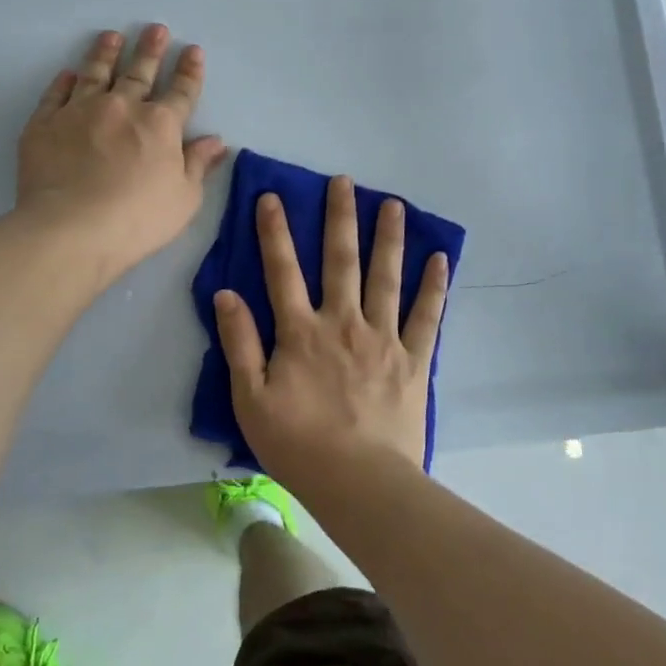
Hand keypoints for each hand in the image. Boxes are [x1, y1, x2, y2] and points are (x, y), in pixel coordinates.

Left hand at [17, 25, 226, 276]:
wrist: (71, 229)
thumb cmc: (137, 219)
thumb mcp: (184, 199)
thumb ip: (198, 165)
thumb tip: (215, 140)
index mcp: (160, 125)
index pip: (181, 91)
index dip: (189, 70)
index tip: (192, 50)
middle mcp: (121, 107)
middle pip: (139, 72)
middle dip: (150, 50)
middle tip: (154, 29)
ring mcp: (80, 111)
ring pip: (96, 73)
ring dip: (106, 53)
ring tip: (111, 36)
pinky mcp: (45, 123)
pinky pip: (56, 94)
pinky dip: (64, 81)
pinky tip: (69, 73)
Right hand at [213, 175, 449, 489]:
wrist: (361, 483)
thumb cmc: (299, 445)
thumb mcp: (250, 399)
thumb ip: (239, 343)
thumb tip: (226, 294)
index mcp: (301, 332)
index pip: (282, 271)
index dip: (275, 232)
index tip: (272, 197)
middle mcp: (342, 323)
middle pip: (340, 261)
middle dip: (340, 218)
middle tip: (344, 181)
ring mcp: (382, 338)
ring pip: (386, 277)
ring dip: (388, 238)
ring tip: (392, 204)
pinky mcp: (413, 359)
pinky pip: (427, 316)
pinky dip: (434, 286)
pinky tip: (440, 258)